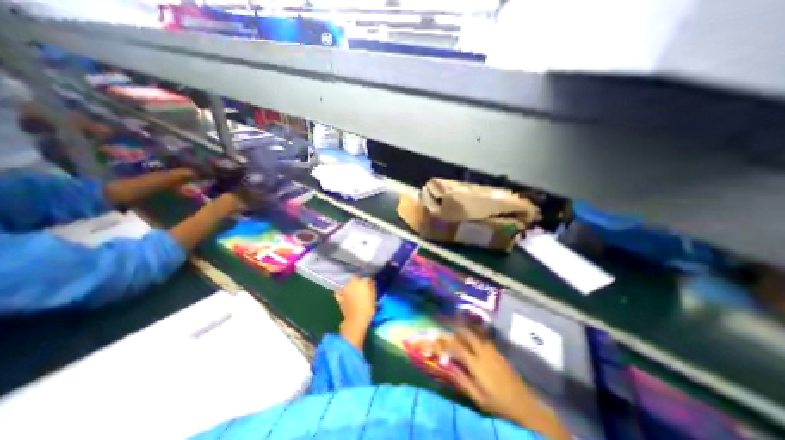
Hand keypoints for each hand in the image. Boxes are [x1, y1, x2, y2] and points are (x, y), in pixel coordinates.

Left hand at [334, 278, 375, 326]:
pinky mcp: (339, 297)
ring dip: (350, 286)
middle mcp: (352, 283)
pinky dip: (341, 292)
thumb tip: (371, 283)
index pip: (366, 279)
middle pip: (355, 278)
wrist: (356, 320)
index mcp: (362, 283)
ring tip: (353, 292)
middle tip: (361, 288)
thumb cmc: (368, 308)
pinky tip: (344, 295)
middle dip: (358, 281)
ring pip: (347, 284)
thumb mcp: (373, 298)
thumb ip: (372, 288)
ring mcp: (345, 290)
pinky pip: (339, 292)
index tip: (370, 286)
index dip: (368, 282)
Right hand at [444, 328, 567, 438]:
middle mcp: (483, 353)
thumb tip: (448, 367)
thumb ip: (462, 380)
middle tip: (449, 331)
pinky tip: (474, 340)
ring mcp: (493, 351)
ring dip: (467, 331)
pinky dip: (476, 335)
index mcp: (476, 364)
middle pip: (468, 334)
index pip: (457, 347)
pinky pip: (484, 338)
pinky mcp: (499, 353)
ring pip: (477, 333)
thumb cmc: (498, 405)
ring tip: (459, 332)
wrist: (525, 406)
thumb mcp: (478, 398)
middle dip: (457, 330)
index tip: (438, 339)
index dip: (446, 341)